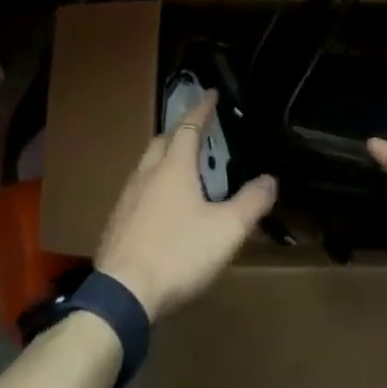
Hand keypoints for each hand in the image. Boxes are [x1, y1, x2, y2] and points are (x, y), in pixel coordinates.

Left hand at [95, 91, 277, 322]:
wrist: (123, 294)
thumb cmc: (179, 253)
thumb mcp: (227, 229)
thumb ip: (251, 202)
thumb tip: (270, 179)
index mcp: (173, 168)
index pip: (188, 127)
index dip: (201, 109)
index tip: (210, 94)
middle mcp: (146, 175)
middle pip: (162, 142)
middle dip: (179, 131)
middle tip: (196, 130)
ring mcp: (126, 199)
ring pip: (146, 166)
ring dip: (163, 157)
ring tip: (180, 166)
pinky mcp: (116, 223)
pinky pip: (137, 191)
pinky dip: (152, 185)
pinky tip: (160, 205)